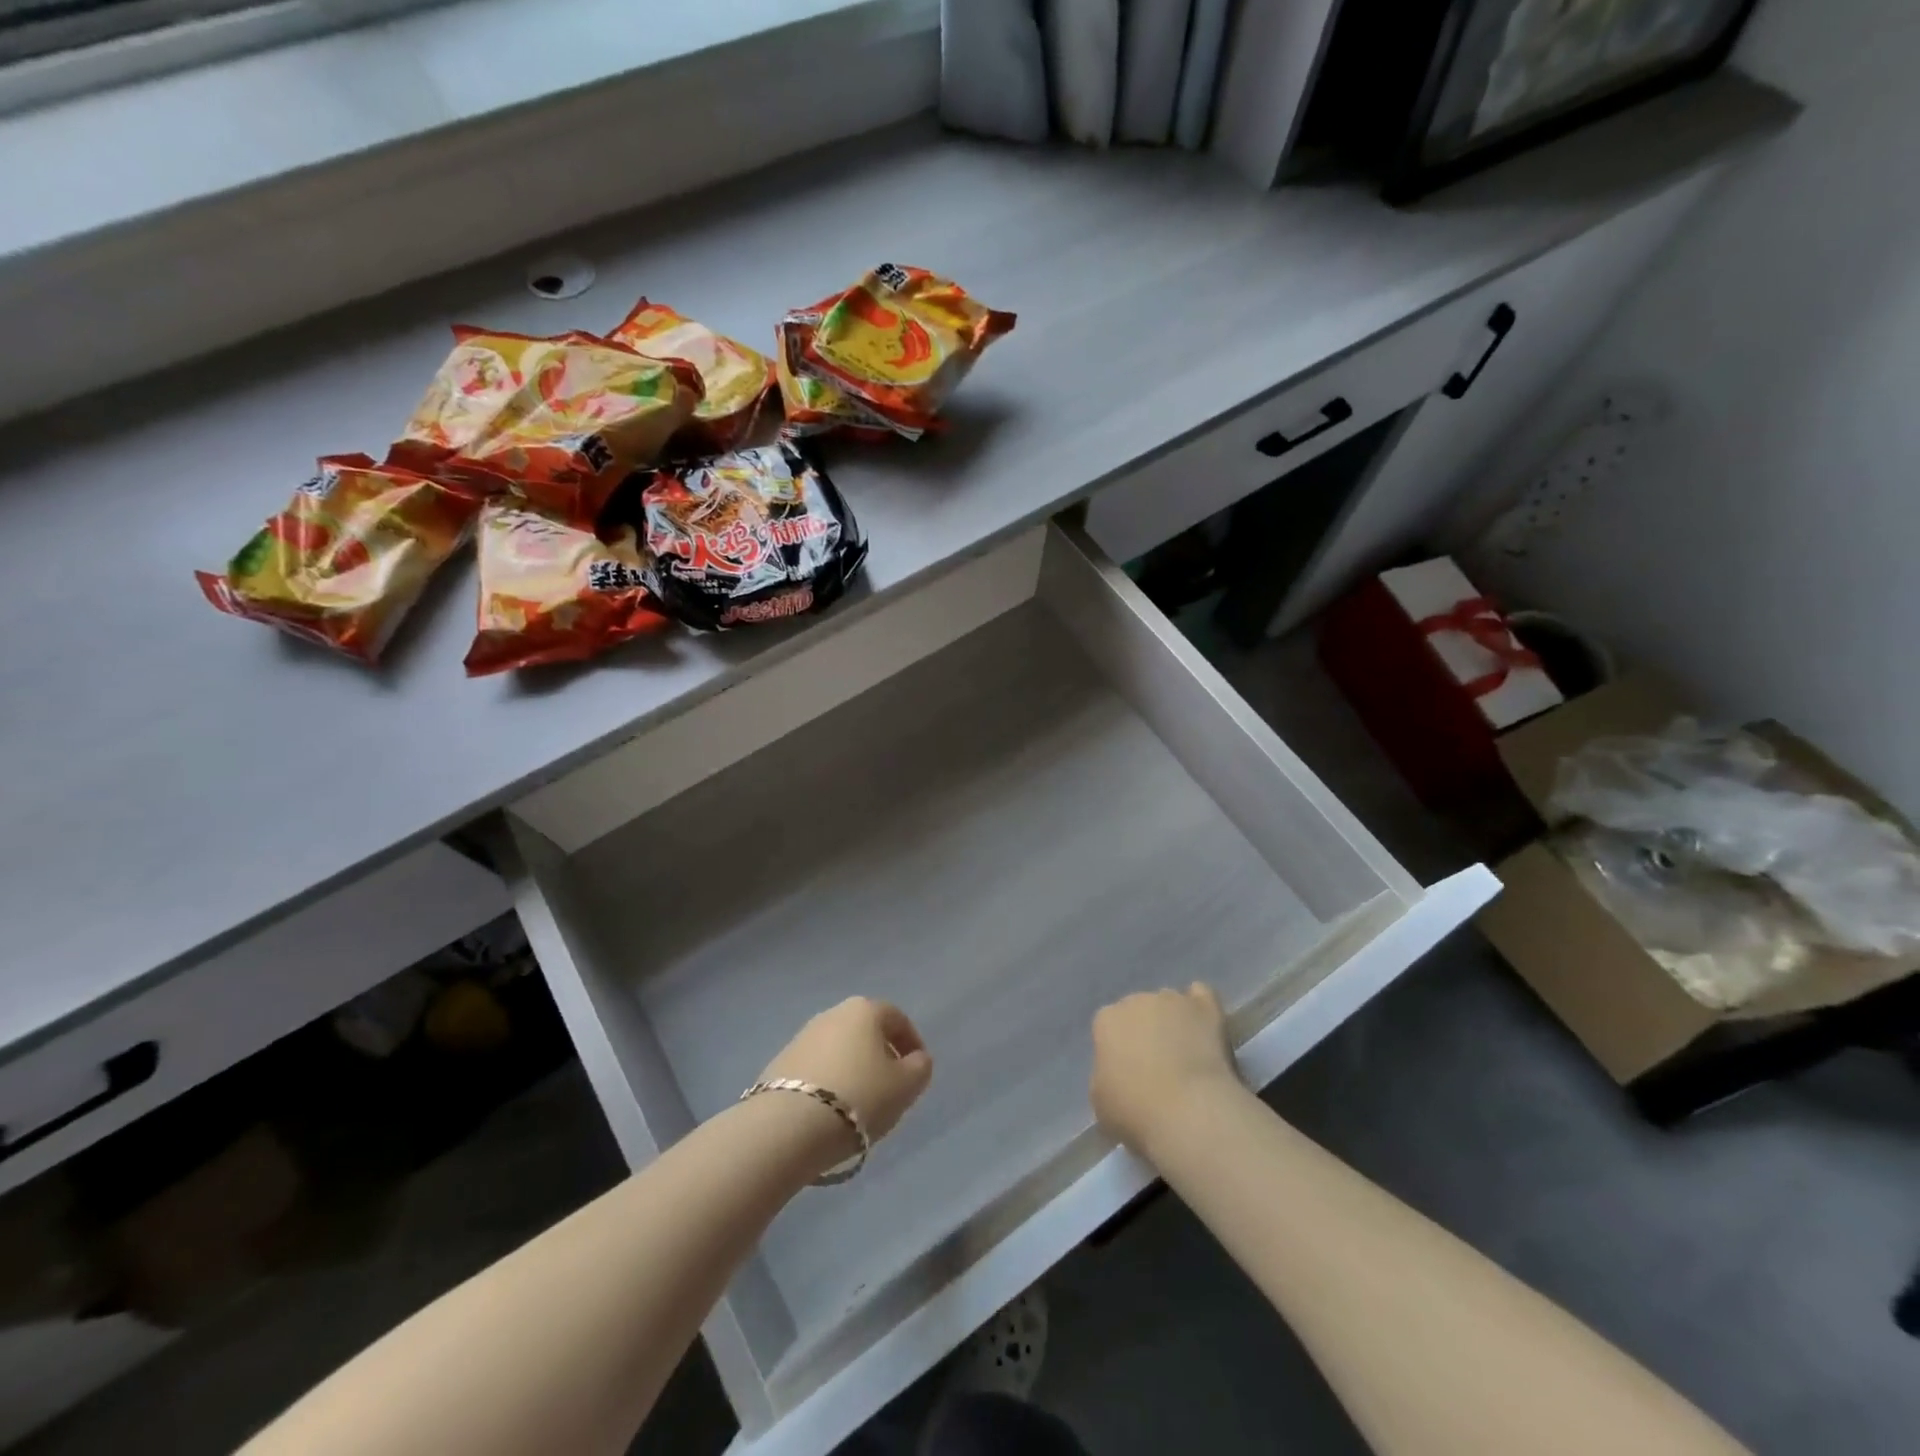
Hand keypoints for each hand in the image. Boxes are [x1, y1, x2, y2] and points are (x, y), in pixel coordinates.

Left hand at [759, 998, 933, 1148]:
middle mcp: (832, 1014)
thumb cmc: (859, 1098)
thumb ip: (920, 1067)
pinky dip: (828, 1083)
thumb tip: (915, 1059)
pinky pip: (816, 1069)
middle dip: (881, 1055)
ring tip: (860, 1105)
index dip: (912, 1044)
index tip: (917, 1071)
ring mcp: (802, 1037)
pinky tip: (831, 1111)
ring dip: (853, 1070)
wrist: (787, 1127)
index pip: (897, 1019)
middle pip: (866, 1031)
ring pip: (839, 1050)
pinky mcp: (779, 1064)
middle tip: (890, 1088)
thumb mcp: (906, 1086)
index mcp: (864, 1010)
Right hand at [1090, 983, 1243, 1154]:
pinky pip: (1201, 995)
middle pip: (1138, 1010)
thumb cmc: (1136, 1111)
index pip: (1109, 1026)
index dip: (1119, 1049)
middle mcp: (1136, 1000)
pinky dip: (1200, 1008)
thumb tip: (1118, 1074)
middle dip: (1145, 1031)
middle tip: (1158, 1065)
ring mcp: (1172, 999)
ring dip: (1174, 1021)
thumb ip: (1105, 1076)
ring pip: (1169, 1003)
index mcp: (1106, 1020)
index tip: (1128, 1073)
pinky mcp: (1205, 1007)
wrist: (1189, 1111)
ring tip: (1187, 1052)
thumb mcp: (1100, 1101)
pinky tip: (1204, 1025)